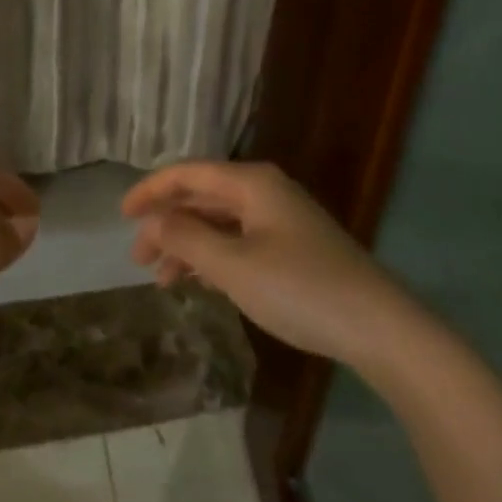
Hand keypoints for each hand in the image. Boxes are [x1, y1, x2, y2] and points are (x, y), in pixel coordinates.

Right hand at [123, 161, 398, 365]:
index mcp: (251, 183)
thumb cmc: (299, 289)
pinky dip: (214, 258)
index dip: (150, 190)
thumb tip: (154, 221)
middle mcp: (265, 192)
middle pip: (203, 197)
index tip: (121, 215)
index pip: (188, 174)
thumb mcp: (233, 266)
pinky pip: (240, 241)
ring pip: (220, 222)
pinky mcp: (294, 248)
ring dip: (189, 245)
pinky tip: (200, 283)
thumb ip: (187, 238)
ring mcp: (282, 220)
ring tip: (163, 280)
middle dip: (167, 223)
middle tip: (139, 257)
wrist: (380, 328)